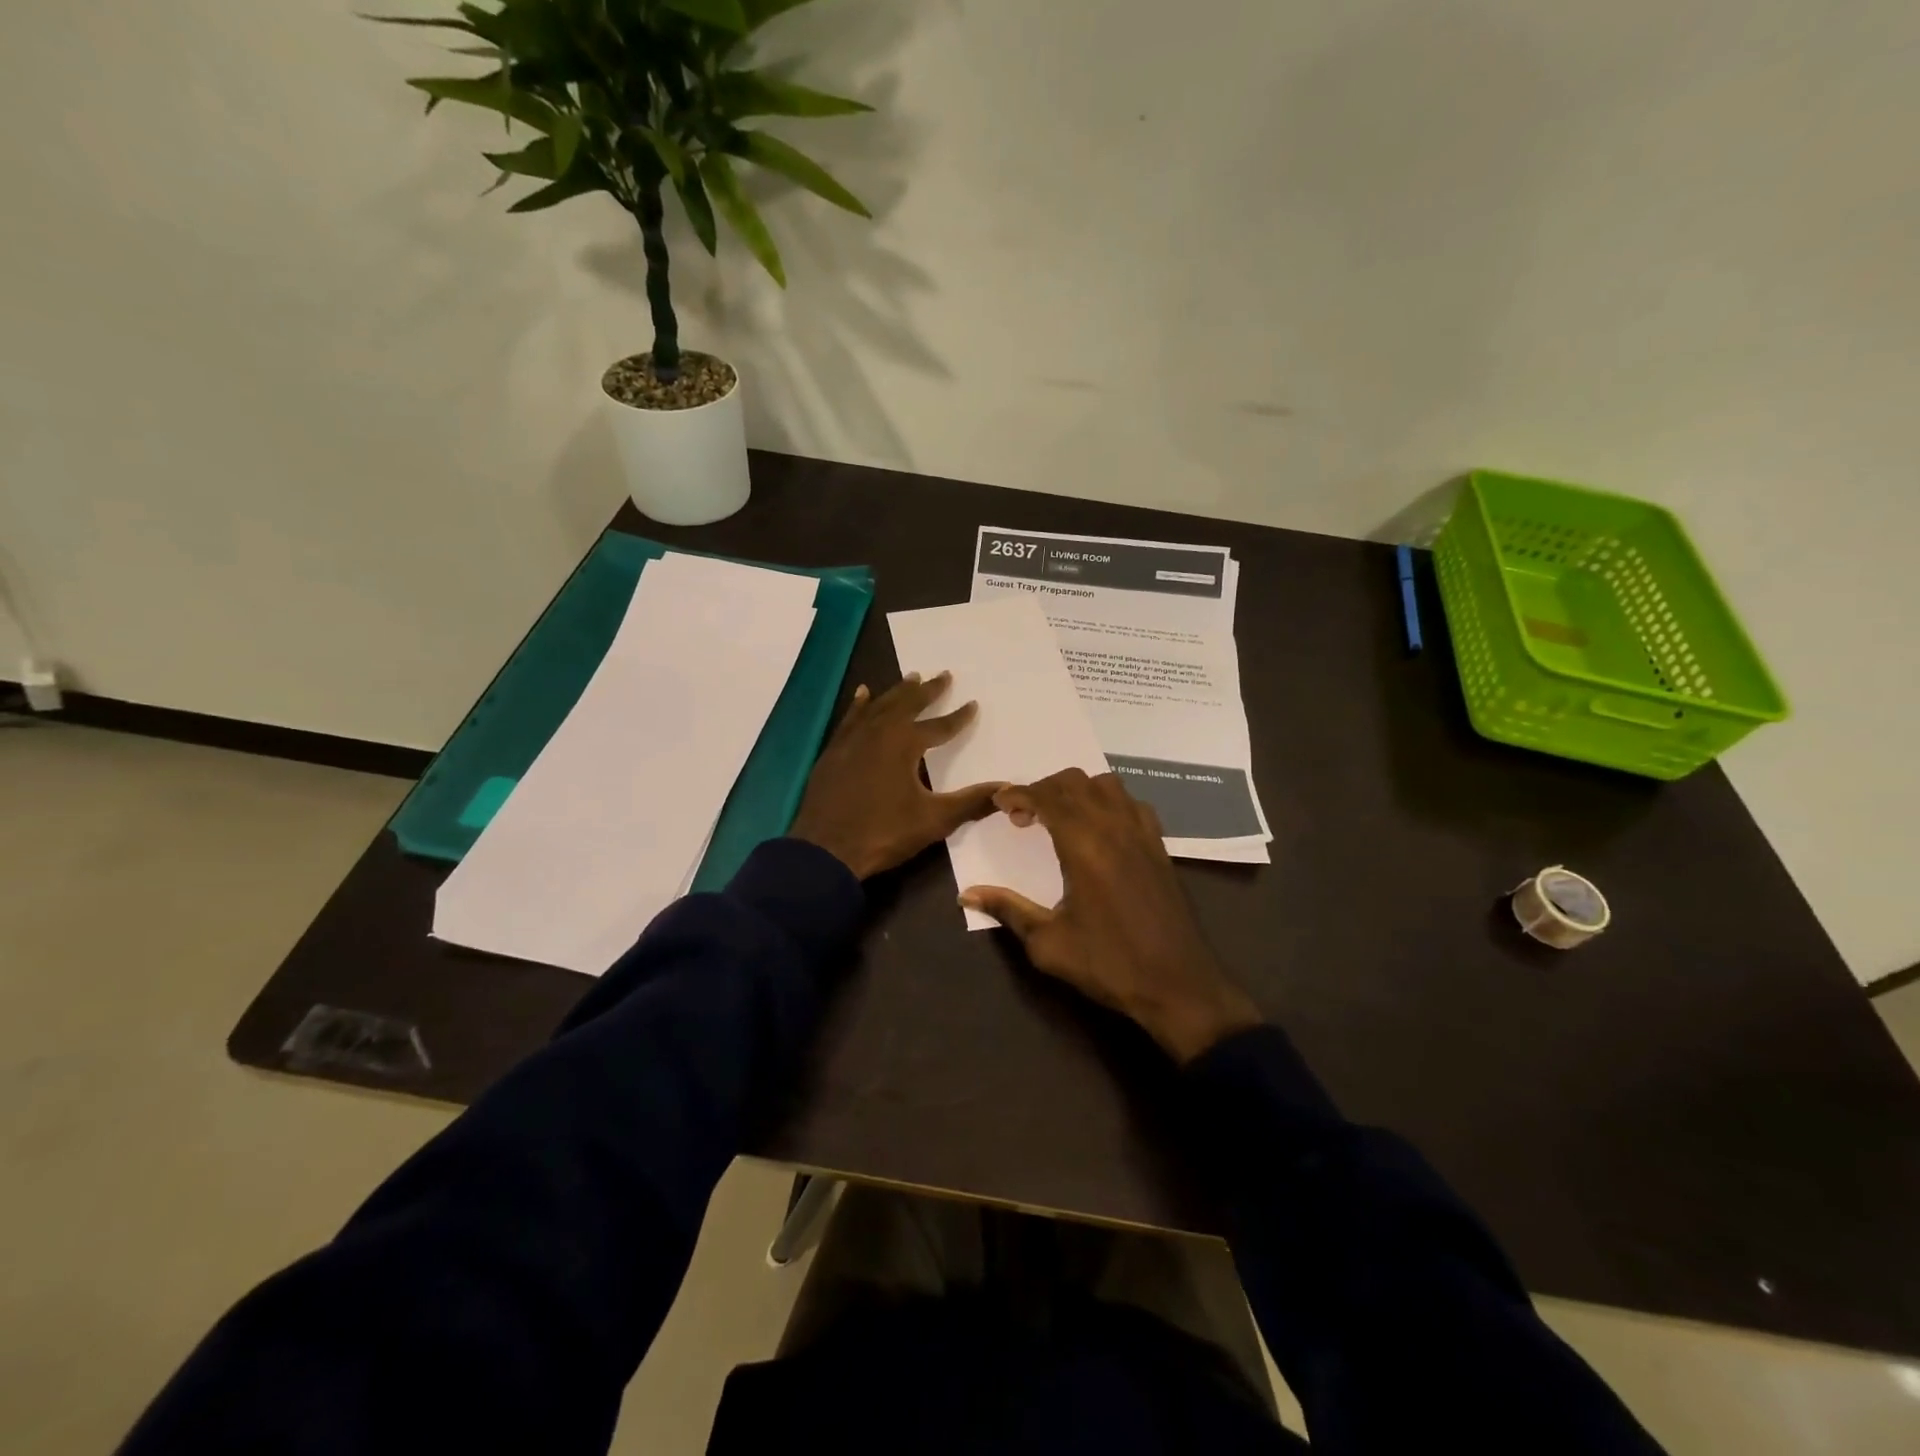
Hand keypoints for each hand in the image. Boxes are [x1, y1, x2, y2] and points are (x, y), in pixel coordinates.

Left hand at [790, 672, 1004, 880]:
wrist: (825, 850)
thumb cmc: (884, 832)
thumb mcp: (934, 820)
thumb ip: (972, 802)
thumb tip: (1007, 788)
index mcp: (905, 743)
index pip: (939, 725)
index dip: (959, 716)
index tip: (973, 703)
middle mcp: (879, 731)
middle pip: (907, 704)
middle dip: (928, 691)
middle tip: (943, 675)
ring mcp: (852, 739)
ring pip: (879, 706)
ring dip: (897, 691)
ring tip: (911, 677)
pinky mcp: (833, 751)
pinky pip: (851, 718)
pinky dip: (860, 705)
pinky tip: (863, 694)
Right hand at [960, 769, 1261, 1063]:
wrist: (1178, 984)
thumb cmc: (1108, 964)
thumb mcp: (1048, 943)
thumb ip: (1007, 909)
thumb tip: (967, 894)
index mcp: (1084, 846)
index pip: (1046, 797)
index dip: (1018, 793)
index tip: (999, 803)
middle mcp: (1114, 827)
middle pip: (1074, 782)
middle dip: (1042, 788)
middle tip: (1023, 816)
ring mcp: (1142, 833)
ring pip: (1106, 784)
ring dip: (1077, 790)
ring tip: (1060, 817)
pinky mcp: (1159, 846)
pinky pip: (1132, 803)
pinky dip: (1109, 802)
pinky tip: (1100, 829)